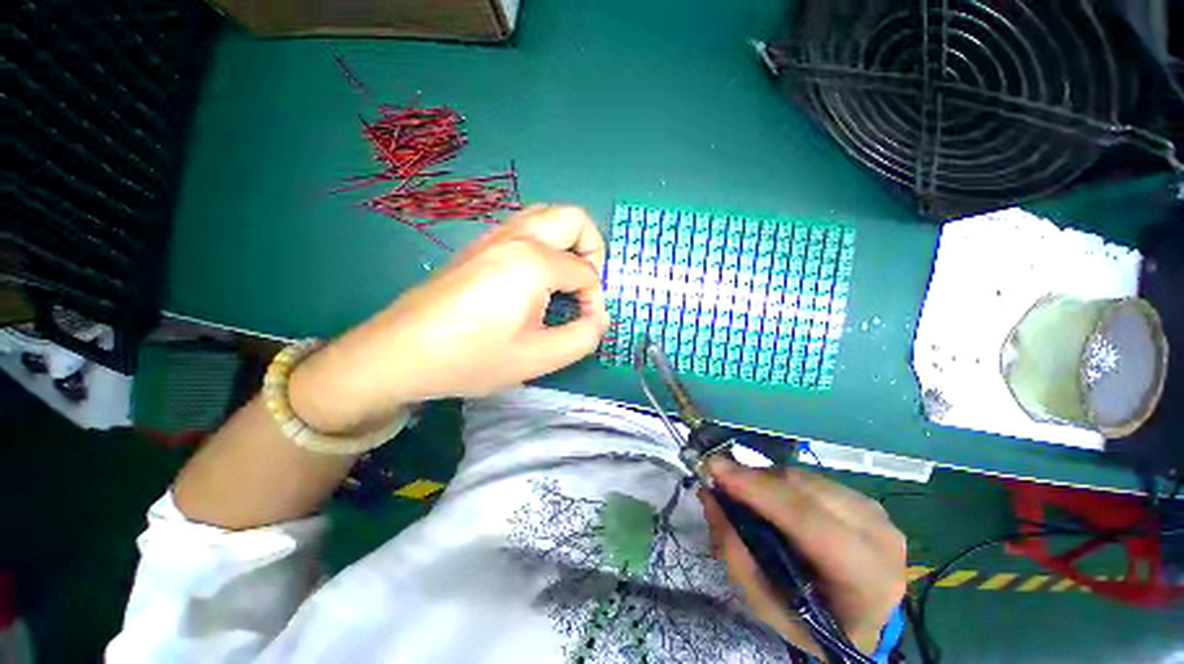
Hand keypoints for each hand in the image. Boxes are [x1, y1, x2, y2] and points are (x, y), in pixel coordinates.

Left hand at [289, 205, 609, 434]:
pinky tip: (535, 282)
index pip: (586, 271)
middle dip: (592, 250)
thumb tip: (598, 318)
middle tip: (585, 286)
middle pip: (574, 218)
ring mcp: (493, 236)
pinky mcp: (479, 246)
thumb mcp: (539, 357)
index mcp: (534, 261)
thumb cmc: (472, 357)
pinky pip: (525, 229)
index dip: (596, 299)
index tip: (587, 324)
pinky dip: (546, 246)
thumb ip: (584, 336)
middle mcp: (516, 237)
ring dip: (568, 244)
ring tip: (564, 282)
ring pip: (548, 217)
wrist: (400, 353)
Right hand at [701, 458, 906, 657]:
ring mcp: (878, 515)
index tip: (716, 469)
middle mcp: (880, 539)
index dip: (759, 491)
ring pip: (807, 478)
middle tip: (719, 477)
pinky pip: (813, 478)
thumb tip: (709, 497)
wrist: (859, 622)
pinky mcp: (866, 500)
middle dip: (756, 479)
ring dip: (767, 479)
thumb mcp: (766, 604)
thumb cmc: (811, 622)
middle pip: (806, 491)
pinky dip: (782, 481)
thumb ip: (735, 552)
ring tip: (743, 491)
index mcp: (866, 579)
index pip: (809, 522)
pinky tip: (770, 496)